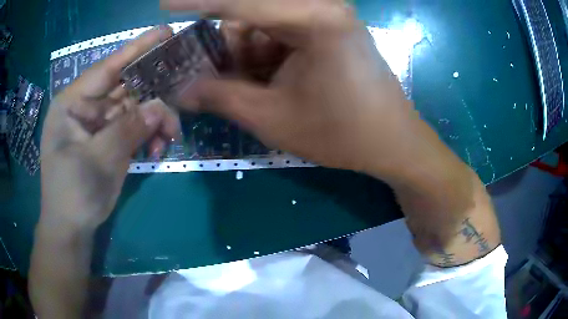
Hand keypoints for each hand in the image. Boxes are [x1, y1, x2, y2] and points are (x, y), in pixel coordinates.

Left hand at [40, 26, 179, 228]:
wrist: (71, 228)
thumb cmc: (72, 194)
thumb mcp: (97, 161)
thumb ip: (127, 130)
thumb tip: (159, 108)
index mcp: (72, 103)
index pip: (107, 68)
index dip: (136, 49)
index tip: (165, 33)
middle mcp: (86, 107)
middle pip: (125, 87)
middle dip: (153, 91)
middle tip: (181, 92)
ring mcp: (99, 124)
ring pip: (134, 109)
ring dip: (154, 120)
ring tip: (169, 136)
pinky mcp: (109, 139)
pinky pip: (134, 128)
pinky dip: (148, 136)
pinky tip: (156, 150)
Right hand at [163, 0, 417, 174]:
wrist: (391, 141)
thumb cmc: (341, 133)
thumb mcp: (273, 118)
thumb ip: (221, 97)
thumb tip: (181, 90)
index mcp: (314, 19)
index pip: (239, 4)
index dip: (196, 2)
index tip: (164, 2)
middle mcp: (322, 7)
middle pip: (250, 15)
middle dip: (229, 48)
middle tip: (222, 80)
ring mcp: (327, 16)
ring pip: (263, 24)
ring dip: (247, 55)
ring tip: (256, 88)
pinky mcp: (329, 28)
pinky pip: (280, 31)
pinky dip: (265, 54)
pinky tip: (272, 80)